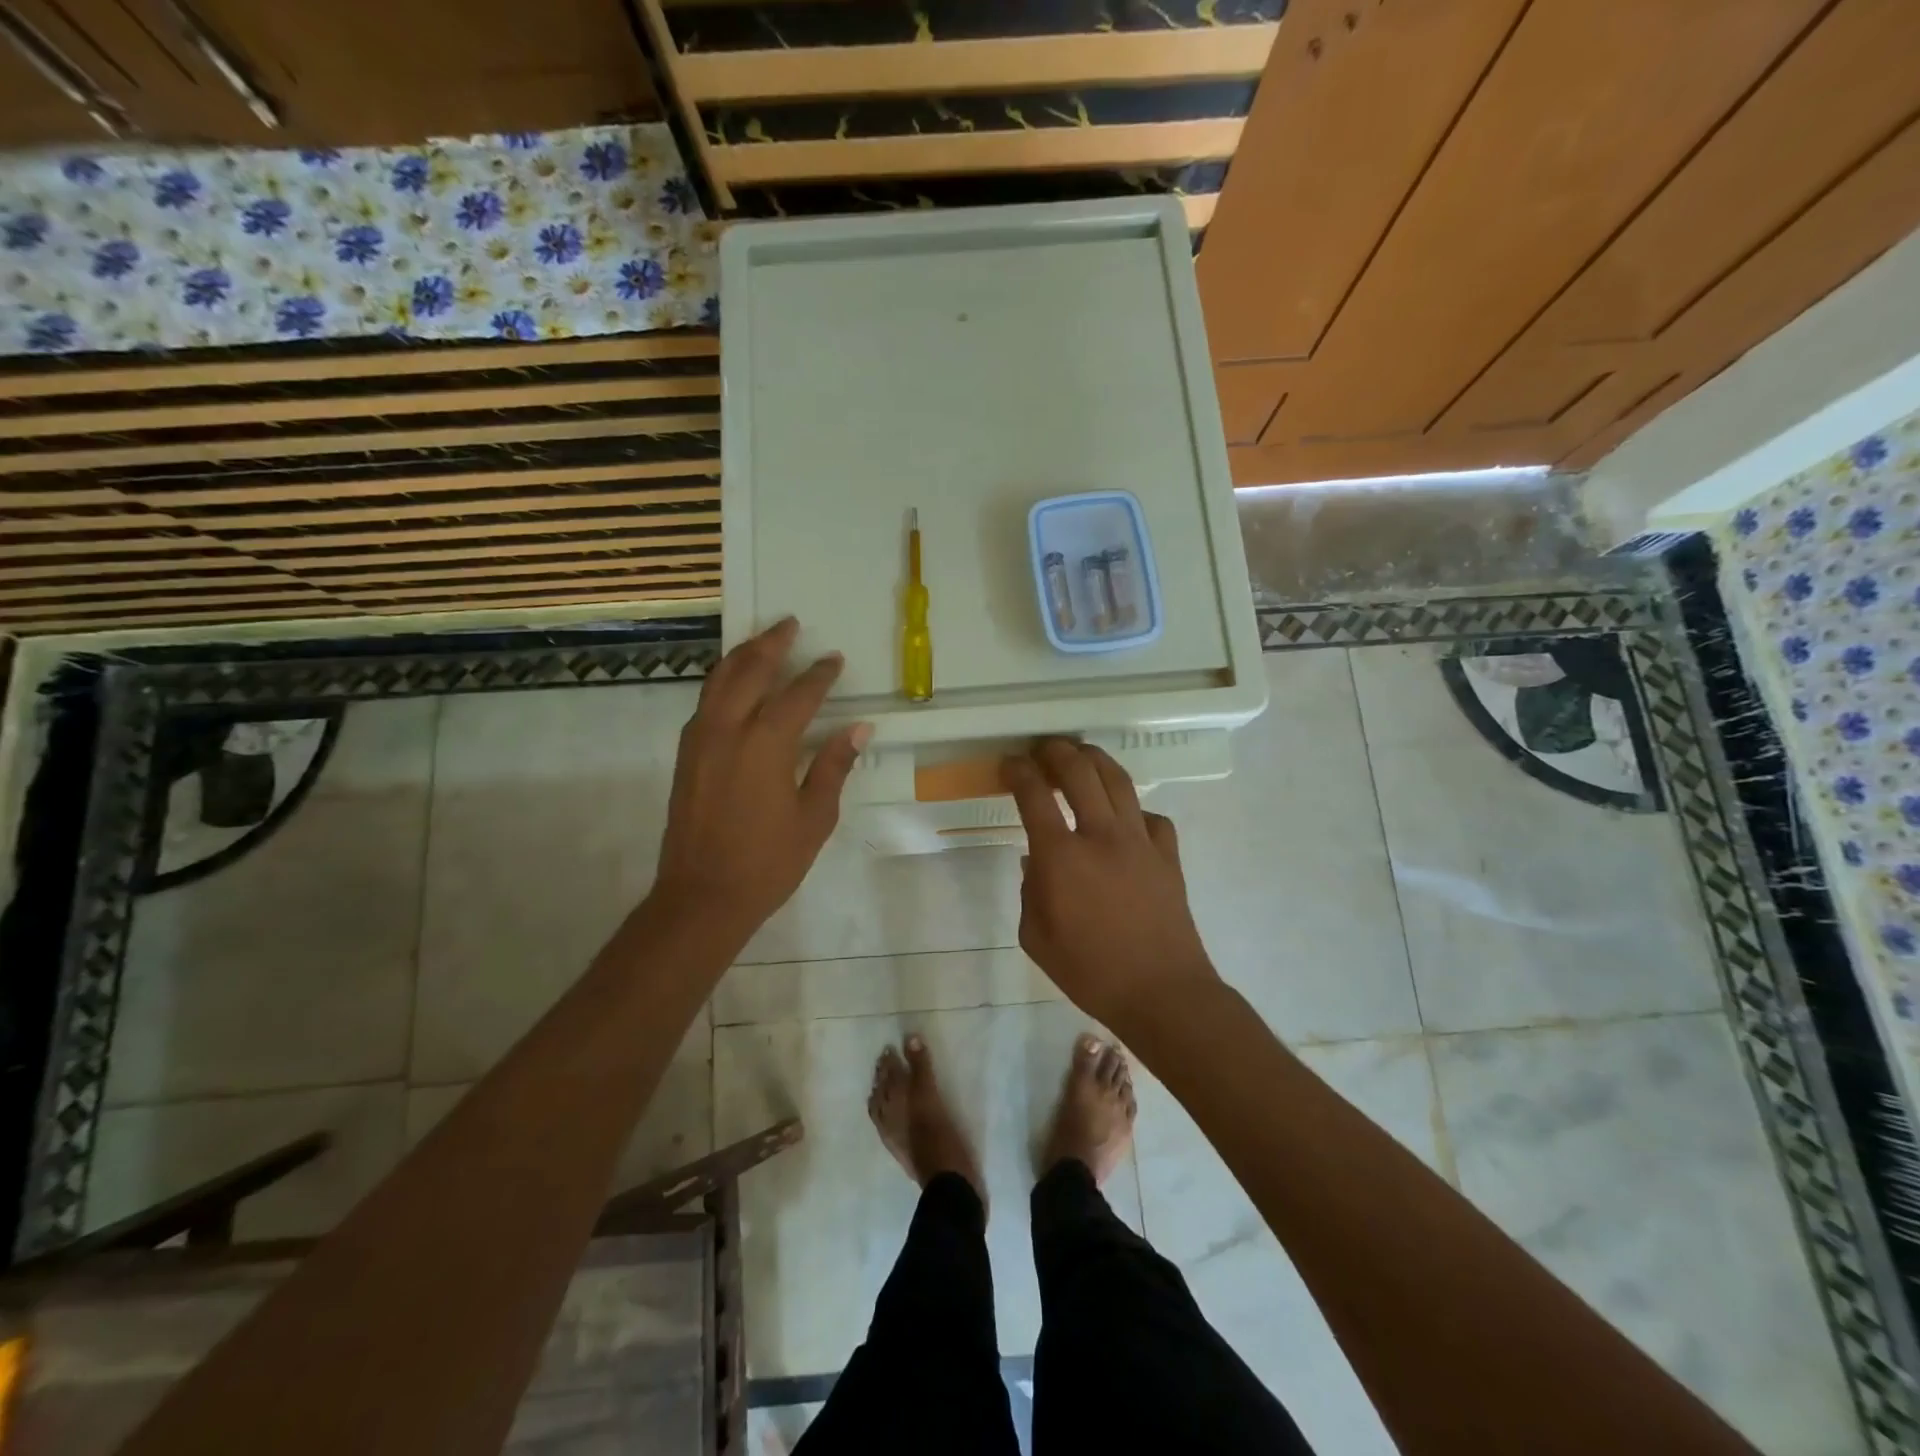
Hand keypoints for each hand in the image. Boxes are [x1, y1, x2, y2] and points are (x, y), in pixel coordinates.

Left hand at [652, 618, 868, 943]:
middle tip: (789, 624)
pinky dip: (723, 679)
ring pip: (719, 679)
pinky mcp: (687, 753)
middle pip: (750, 670)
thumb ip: (834, 767)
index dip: (819, 675)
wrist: (702, 896)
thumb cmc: (768, 862)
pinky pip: (706, 700)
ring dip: (742, 654)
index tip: (833, 659)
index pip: (798, 694)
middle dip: (772, 643)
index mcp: (766, 744)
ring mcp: (701, 739)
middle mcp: (728, 729)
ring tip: (762, 640)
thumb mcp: (814, 818)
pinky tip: (734, 682)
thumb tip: (859, 729)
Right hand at [1003, 739, 1218, 1035]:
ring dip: (1095, 760)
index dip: (1018, 771)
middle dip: (1056, 751)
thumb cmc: (1090, 972)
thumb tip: (1036, 862)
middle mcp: (1101, 835)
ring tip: (1082, 757)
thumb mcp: (1036, 939)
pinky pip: (1151, 816)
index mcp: (1061, 856)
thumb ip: (1030, 892)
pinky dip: (1133, 810)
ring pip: (1118, 780)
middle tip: (1043, 749)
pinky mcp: (1168, 854)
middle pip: (1079, 771)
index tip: (1009, 764)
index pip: (1034, 795)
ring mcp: (1140, 841)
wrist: (1161, 992)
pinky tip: (1125, 820)